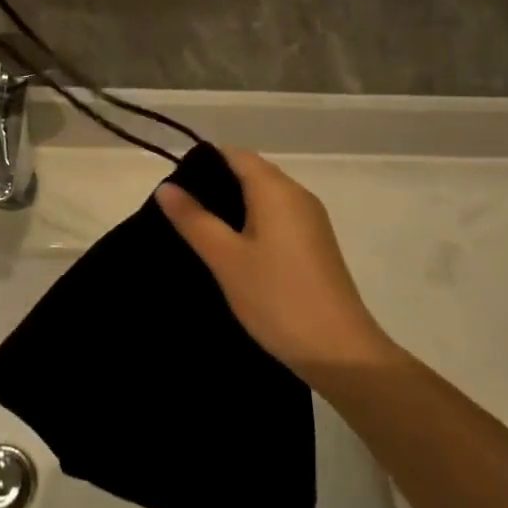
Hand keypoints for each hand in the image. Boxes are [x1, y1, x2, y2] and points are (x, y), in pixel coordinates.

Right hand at [157, 148, 395, 384]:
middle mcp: (297, 194)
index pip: (234, 154)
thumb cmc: (277, 298)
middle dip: (216, 186)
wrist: (341, 353)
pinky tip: (235, 253)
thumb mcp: (226, 259)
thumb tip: (166, 186)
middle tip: (182, 213)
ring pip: (264, 197)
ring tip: (201, 233)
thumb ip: (194, 219)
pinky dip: (253, 224)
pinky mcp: (317, 245)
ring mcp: (311, 220)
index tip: (176, 187)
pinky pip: (278, 218)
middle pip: (251, 173)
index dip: (203, 163)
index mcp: (275, 189)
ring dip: (234, 207)